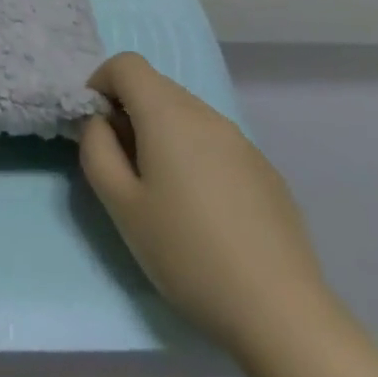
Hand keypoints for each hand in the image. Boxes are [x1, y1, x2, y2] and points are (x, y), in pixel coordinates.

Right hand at [80, 52, 331, 358]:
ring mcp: (241, 140)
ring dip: (162, 133)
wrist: (281, 312)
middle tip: (124, 166)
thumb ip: (97, 150)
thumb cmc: (187, 254)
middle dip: (129, 111)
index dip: (101, 84)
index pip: (126, 64)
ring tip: (164, 192)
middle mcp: (206, 113)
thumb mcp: (121, 206)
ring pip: (186, 114)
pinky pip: (215, 142)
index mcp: (168, 113)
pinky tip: (205, 211)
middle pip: (156, 86)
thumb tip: (100, 122)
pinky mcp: (264, 169)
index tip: (96, 128)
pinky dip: (194, 155)